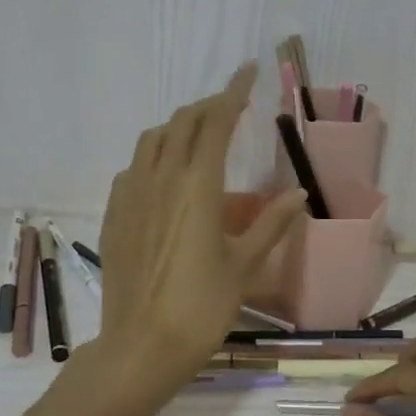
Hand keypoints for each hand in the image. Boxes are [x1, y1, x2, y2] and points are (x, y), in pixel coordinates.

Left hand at [96, 63, 308, 393]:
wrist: (142, 345)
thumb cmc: (202, 306)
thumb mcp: (244, 265)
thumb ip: (272, 224)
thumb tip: (300, 195)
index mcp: (198, 185)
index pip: (216, 121)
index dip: (233, 91)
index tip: (247, 70)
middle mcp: (160, 178)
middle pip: (182, 122)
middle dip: (208, 105)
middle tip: (231, 105)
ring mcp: (131, 195)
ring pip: (152, 140)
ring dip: (178, 126)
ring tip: (198, 134)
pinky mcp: (115, 214)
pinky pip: (133, 168)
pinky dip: (153, 156)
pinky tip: (164, 175)